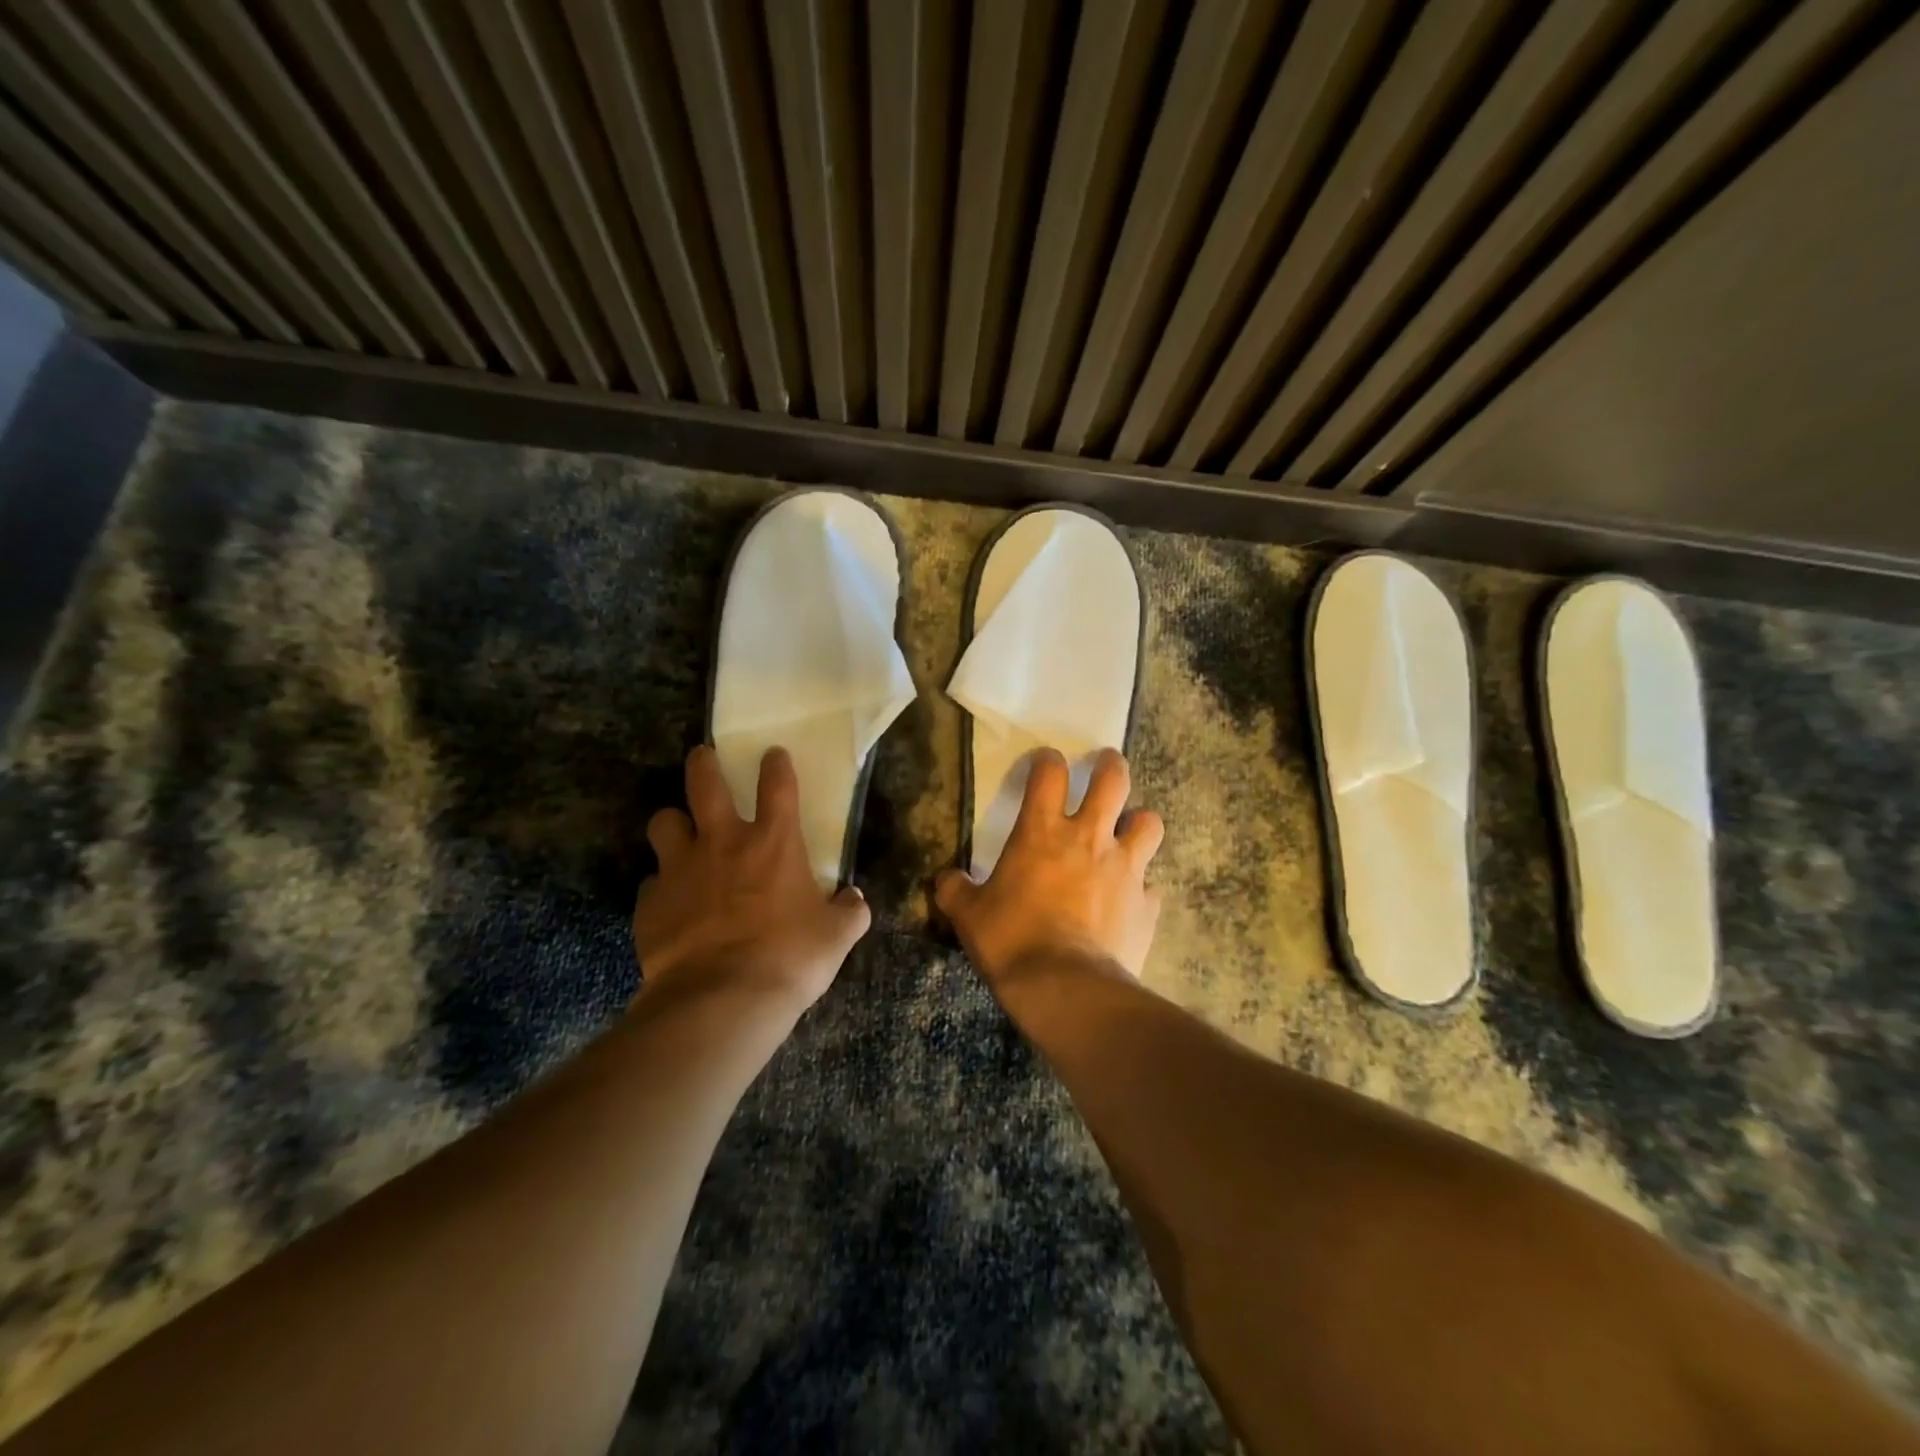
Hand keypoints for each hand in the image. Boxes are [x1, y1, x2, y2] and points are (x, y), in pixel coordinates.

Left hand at [634, 745, 870, 1012]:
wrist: (721, 1000)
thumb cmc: (789, 959)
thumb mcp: (836, 937)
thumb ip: (849, 911)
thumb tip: (854, 900)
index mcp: (774, 843)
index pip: (777, 785)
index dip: (776, 765)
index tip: (773, 754)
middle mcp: (722, 843)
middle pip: (704, 782)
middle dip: (703, 763)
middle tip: (703, 757)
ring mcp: (680, 869)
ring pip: (663, 822)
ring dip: (673, 824)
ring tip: (679, 833)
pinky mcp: (650, 903)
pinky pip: (652, 882)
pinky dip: (662, 886)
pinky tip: (671, 903)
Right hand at [936, 748, 1163, 982]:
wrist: (1064, 987)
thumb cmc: (1011, 940)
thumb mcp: (968, 915)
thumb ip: (955, 890)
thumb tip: (945, 880)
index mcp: (1042, 831)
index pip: (1049, 773)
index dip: (1047, 760)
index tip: (1046, 762)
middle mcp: (1089, 838)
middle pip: (1113, 781)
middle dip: (1110, 766)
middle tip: (1105, 765)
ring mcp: (1125, 868)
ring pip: (1149, 823)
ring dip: (1139, 822)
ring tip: (1130, 830)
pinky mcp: (1146, 903)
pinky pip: (1152, 884)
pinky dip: (1142, 886)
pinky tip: (1131, 898)